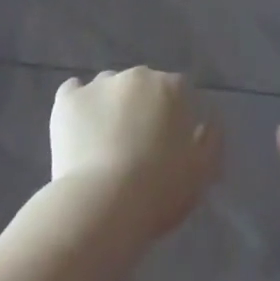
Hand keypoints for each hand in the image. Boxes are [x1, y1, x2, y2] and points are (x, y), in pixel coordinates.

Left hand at [51, 67, 222, 240]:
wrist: (104, 205)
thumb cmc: (160, 191)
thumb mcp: (202, 172)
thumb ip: (211, 139)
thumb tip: (208, 120)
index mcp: (171, 87)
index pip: (178, 91)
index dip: (174, 117)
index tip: (169, 145)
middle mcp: (137, 75)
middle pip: (142, 86)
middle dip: (141, 108)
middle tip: (137, 147)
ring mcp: (100, 84)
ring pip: (108, 88)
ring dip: (110, 107)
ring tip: (104, 145)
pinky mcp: (68, 99)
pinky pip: (73, 93)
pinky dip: (77, 105)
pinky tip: (77, 129)